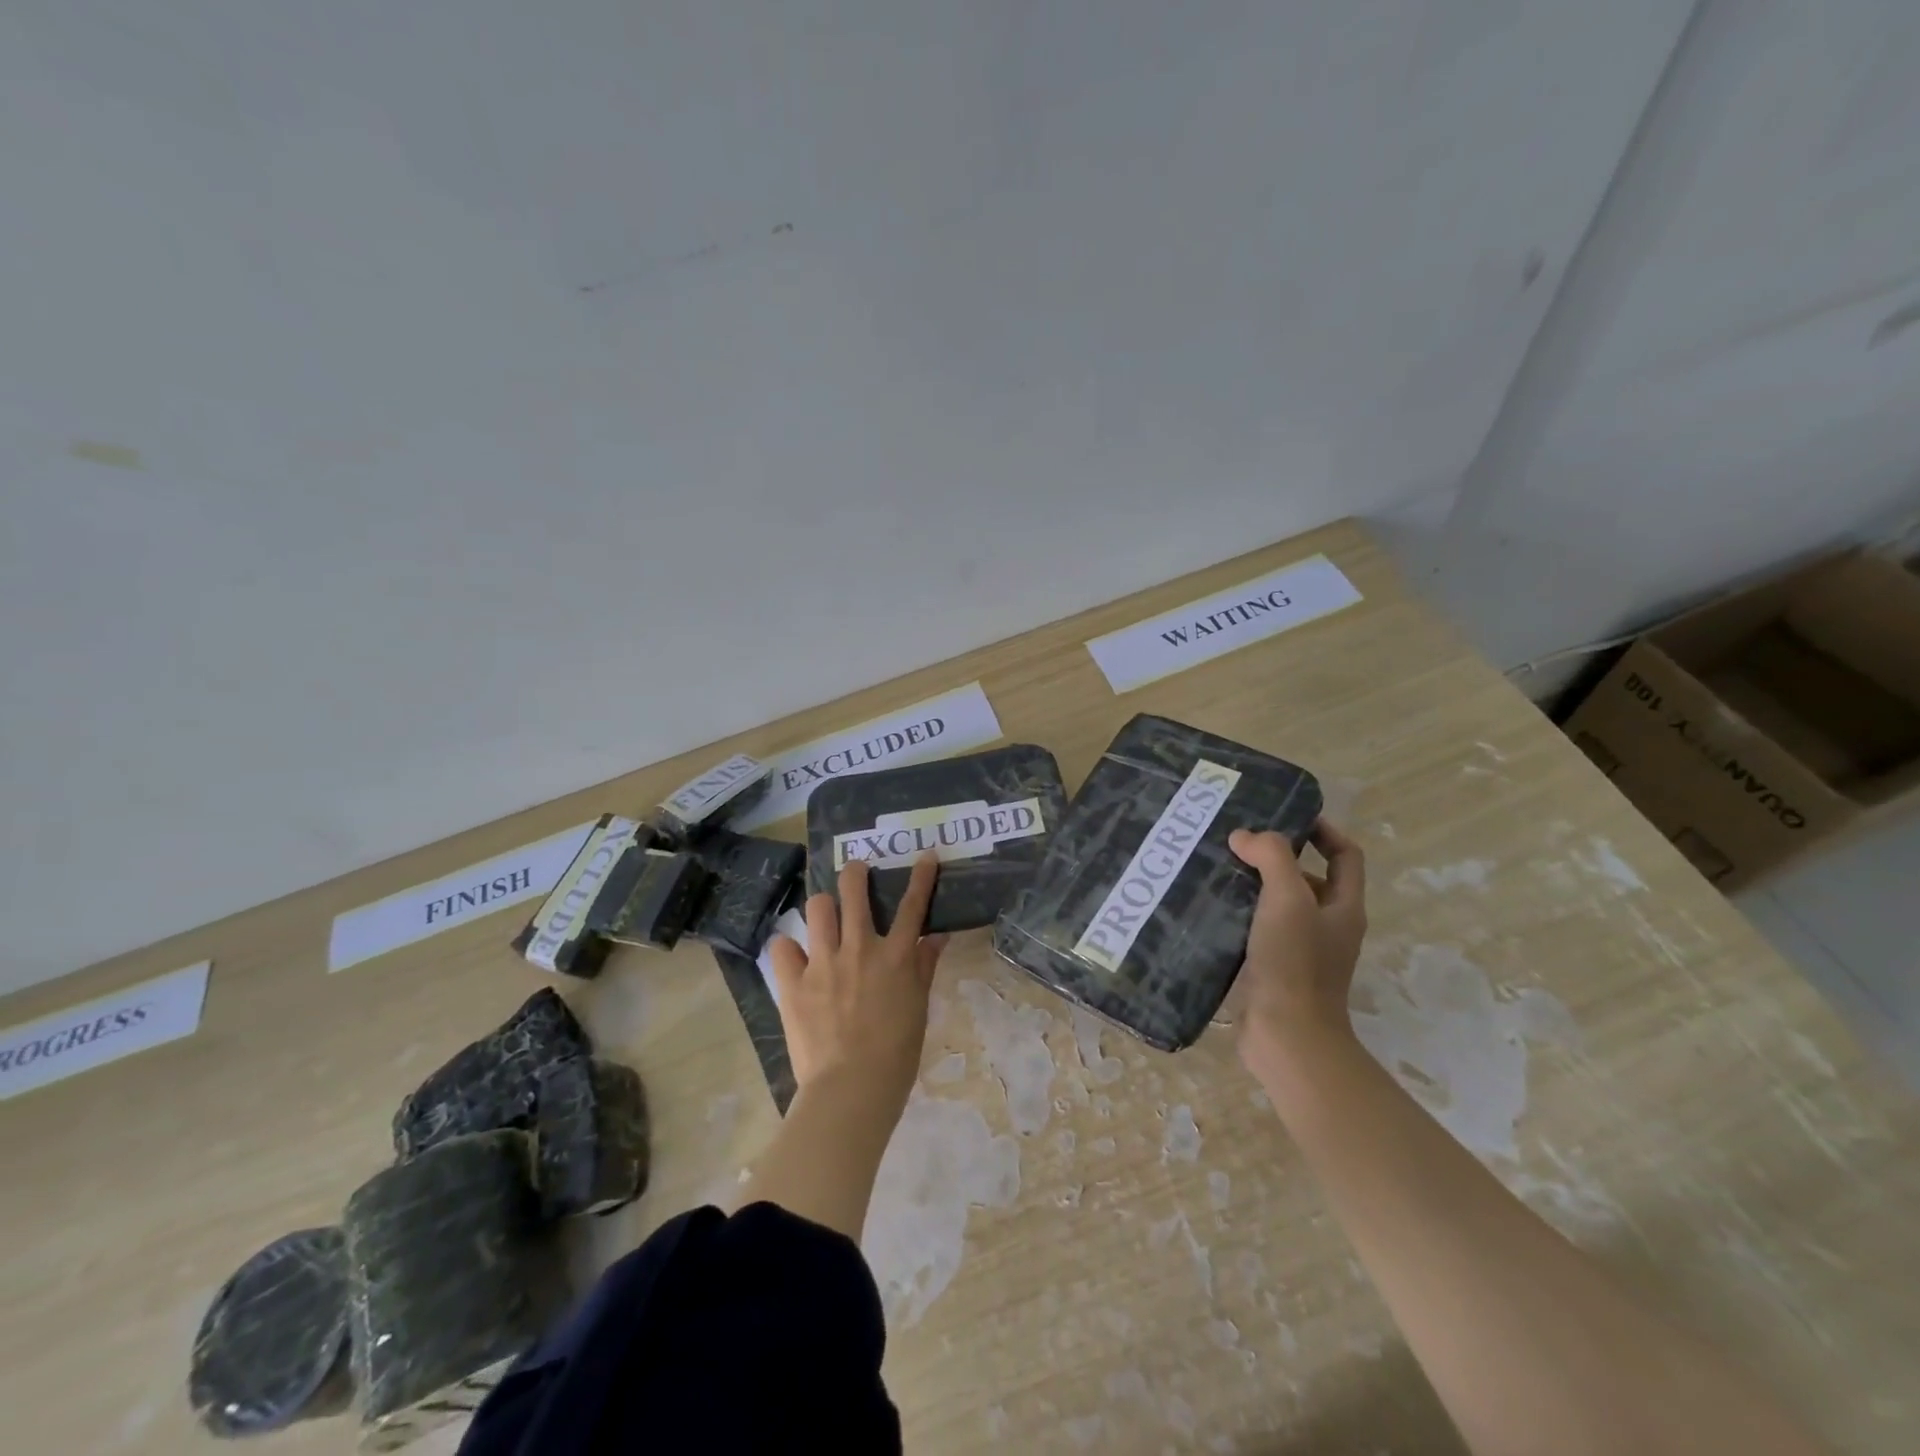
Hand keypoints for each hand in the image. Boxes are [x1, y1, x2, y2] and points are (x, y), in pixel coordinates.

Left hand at [765, 854, 948, 1115]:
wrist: (852, 1089)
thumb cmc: (896, 1054)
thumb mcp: (918, 1008)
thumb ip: (924, 967)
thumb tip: (936, 936)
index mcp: (895, 956)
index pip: (912, 905)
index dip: (922, 876)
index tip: (926, 854)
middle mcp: (859, 948)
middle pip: (854, 891)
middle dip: (856, 872)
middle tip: (856, 870)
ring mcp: (823, 962)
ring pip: (817, 908)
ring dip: (823, 906)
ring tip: (824, 915)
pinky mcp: (793, 983)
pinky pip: (782, 948)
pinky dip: (788, 949)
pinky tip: (794, 957)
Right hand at [1228, 819, 1367, 1079]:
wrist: (1286, 1037)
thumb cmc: (1295, 963)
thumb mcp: (1288, 899)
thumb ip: (1271, 857)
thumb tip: (1245, 836)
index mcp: (1343, 907)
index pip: (1345, 854)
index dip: (1322, 830)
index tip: (1286, 814)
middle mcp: (1327, 926)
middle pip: (1307, 878)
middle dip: (1275, 857)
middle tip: (1236, 841)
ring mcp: (1300, 950)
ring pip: (1277, 904)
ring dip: (1251, 884)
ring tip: (1214, 867)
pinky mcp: (1272, 968)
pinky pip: (1256, 929)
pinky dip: (1236, 914)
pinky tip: (1207, 906)